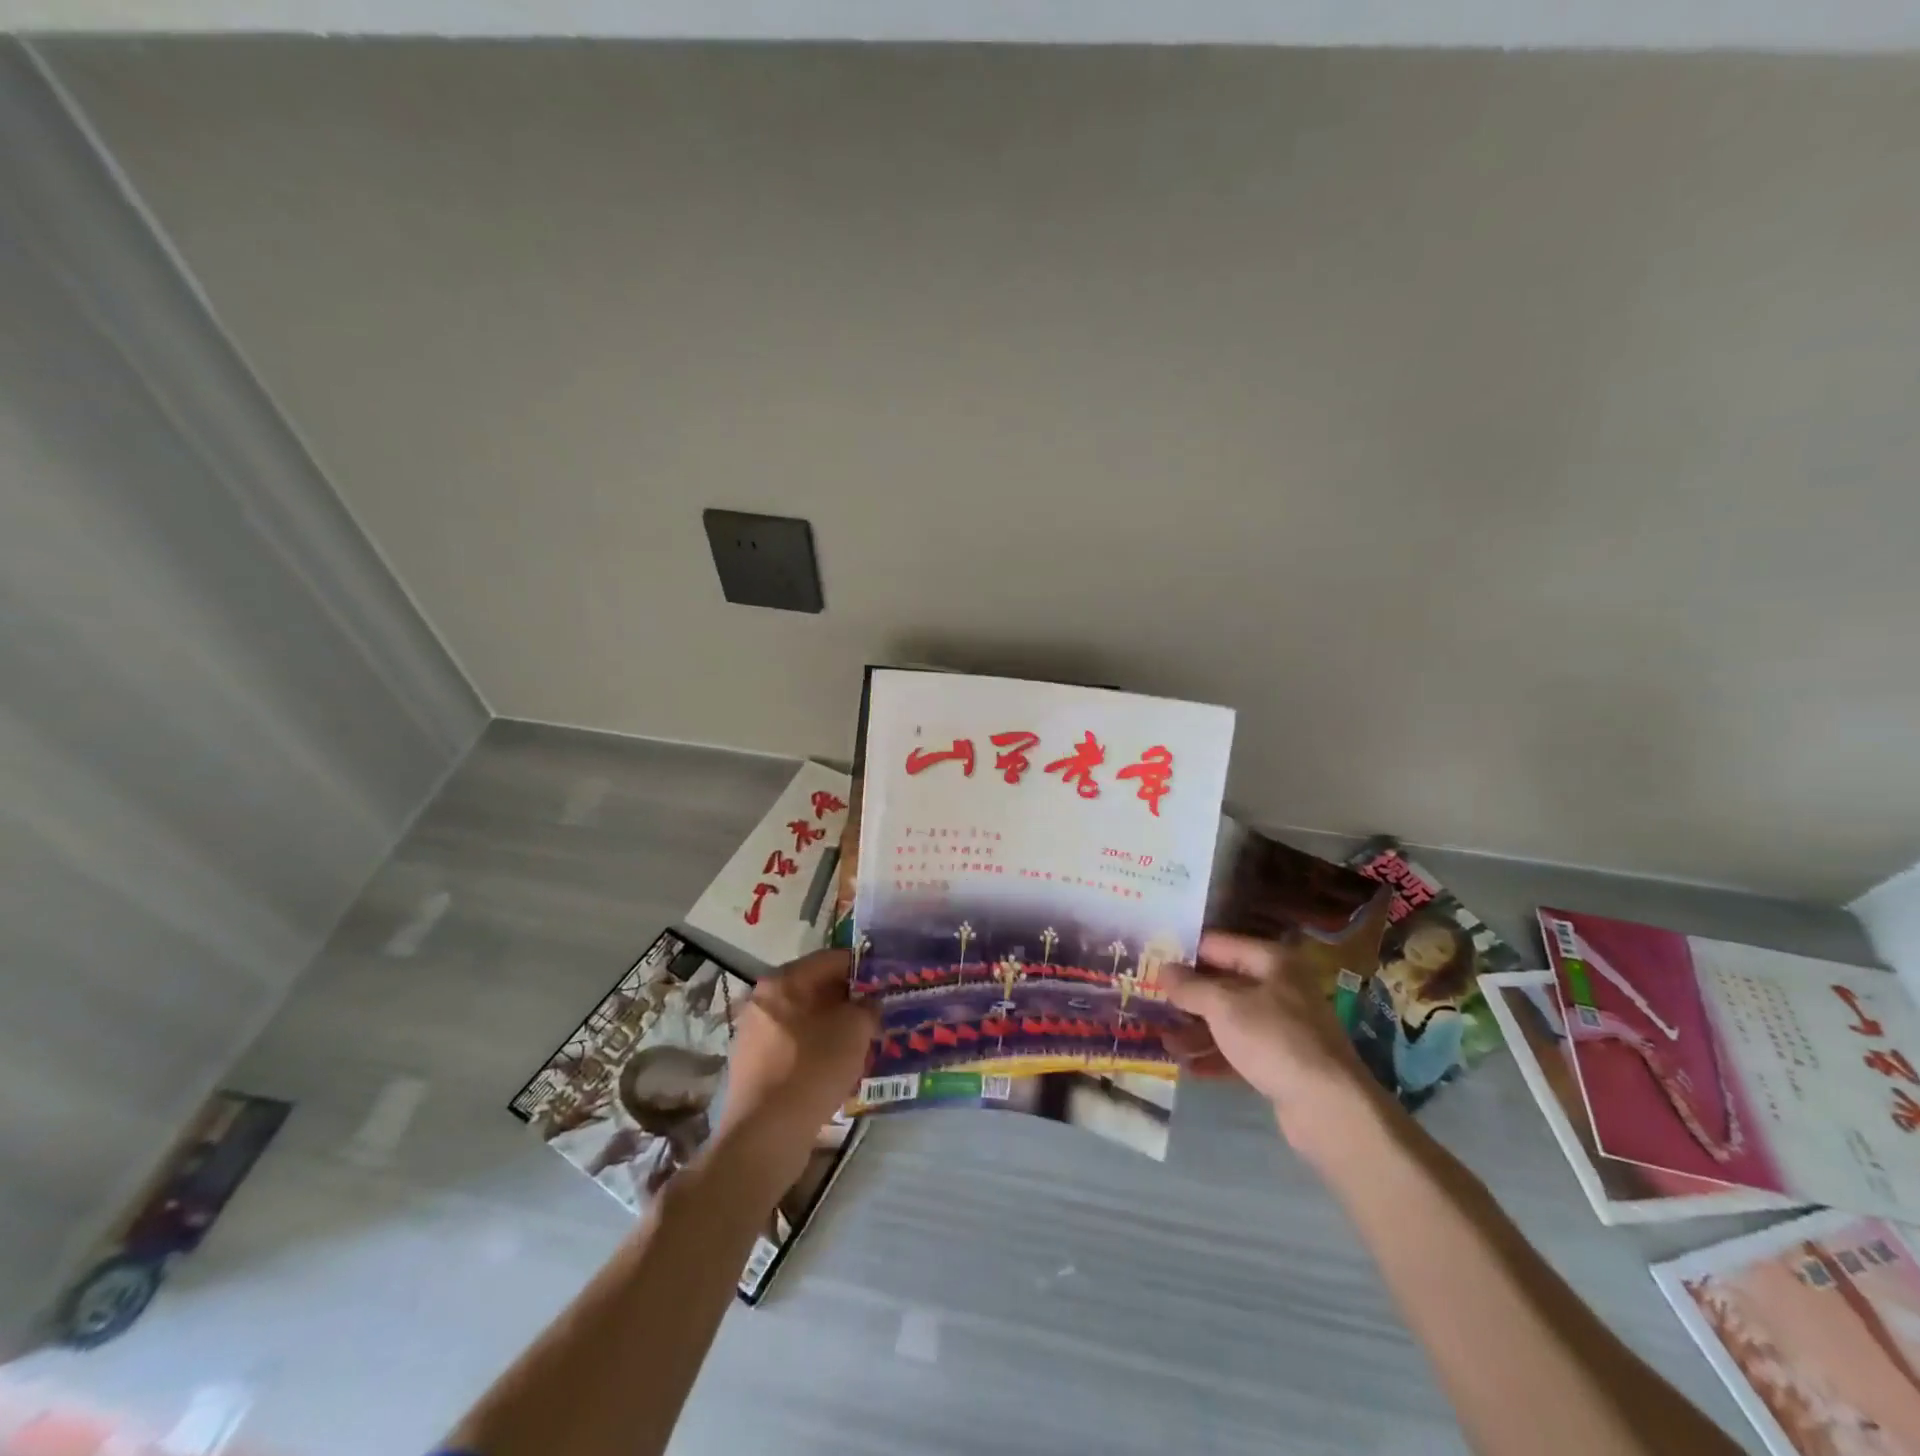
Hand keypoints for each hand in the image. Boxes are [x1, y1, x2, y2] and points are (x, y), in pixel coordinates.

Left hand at [719, 948, 877, 1149]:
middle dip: (847, 999)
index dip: (863, 968)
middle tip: (876, 1014)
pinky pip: (793, 1045)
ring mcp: (753, 1034)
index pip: (831, 959)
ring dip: (832, 1026)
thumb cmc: (812, 1069)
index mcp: (784, 981)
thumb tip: (869, 1004)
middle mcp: (763, 1000)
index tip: (885, 982)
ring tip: (860, 1043)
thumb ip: (868, 1007)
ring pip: (804, 1018)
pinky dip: (815, 1048)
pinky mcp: (752, 1066)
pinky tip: (836, 1068)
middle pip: (815, 988)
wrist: (765, 1135)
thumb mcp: (855, 1030)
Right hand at [1161, 930, 1378, 1143]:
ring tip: (1164, 1041)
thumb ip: (1190, 986)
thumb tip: (1163, 970)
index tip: (1151, 961)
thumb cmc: (1273, 1039)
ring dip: (1196, 1029)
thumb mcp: (1223, 1006)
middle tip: (1150, 1002)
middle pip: (1222, 984)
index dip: (1184, 952)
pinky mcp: (1281, 1061)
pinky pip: (1239, 1050)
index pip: (1217, 945)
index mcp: (1271, 961)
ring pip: (1228, 1020)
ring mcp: (1282, 1026)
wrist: (1329, 1107)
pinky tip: (1188, 1066)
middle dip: (1187, 996)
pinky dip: (1214, 1054)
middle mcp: (1279, 987)